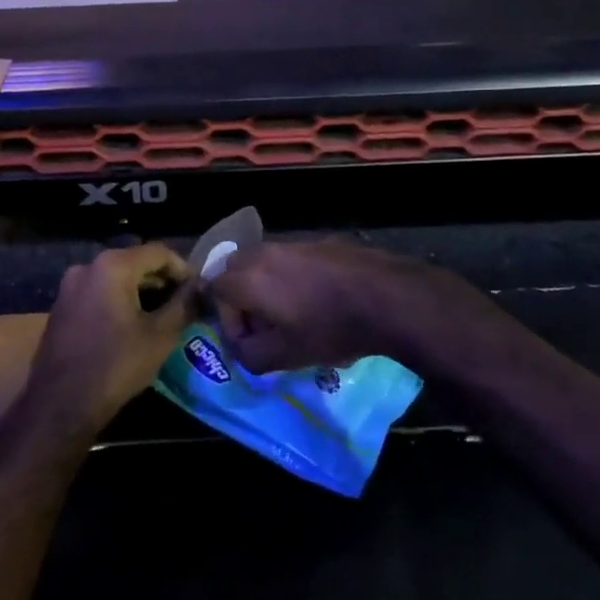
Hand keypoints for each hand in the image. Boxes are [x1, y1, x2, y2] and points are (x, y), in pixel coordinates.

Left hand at [19, 245, 196, 438]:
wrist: (60, 404)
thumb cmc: (116, 365)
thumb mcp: (160, 336)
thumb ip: (183, 305)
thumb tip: (200, 288)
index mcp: (113, 265)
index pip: (158, 252)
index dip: (183, 269)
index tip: (197, 291)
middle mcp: (88, 265)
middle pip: (135, 261)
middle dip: (161, 280)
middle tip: (183, 304)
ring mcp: (70, 285)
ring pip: (116, 277)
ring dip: (141, 291)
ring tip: (161, 316)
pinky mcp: (62, 305)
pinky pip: (98, 291)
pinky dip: (119, 299)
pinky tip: (132, 324)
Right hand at [210, 240, 500, 373]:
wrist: (385, 297)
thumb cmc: (328, 328)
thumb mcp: (284, 356)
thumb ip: (249, 355)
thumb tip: (241, 348)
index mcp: (247, 277)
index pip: (213, 290)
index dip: (227, 320)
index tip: (251, 342)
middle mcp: (262, 252)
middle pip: (234, 272)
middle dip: (242, 301)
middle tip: (265, 328)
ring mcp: (290, 244)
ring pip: (261, 265)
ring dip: (266, 290)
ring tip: (292, 317)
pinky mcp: (316, 243)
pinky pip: (288, 262)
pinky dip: (290, 280)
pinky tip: (317, 302)